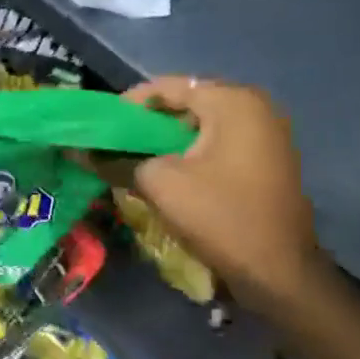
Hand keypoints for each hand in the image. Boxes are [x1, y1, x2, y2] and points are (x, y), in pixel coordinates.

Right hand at [87, 77, 326, 314]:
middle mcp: (254, 107)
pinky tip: (165, 175)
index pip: (166, 86)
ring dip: (165, 141)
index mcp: (232, 101)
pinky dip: (189, 154)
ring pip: (200, 126)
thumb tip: (80, 152)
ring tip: (133, 161)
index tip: (99, 128)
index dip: (127, 105)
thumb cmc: (219, 215)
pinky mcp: (267, 160)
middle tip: (113, 145)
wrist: (278, 272)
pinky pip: (217, 145)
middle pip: (184, 104)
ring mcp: (266, 134)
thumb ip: (117, 161)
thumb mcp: (158, 184)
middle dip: (146, 124)